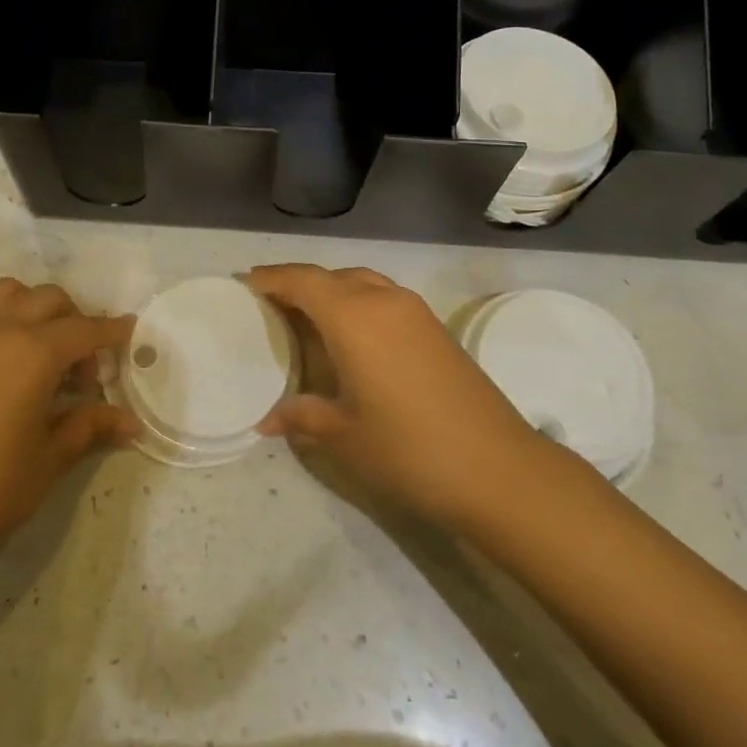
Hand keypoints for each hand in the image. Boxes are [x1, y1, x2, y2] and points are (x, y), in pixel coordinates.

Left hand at [0, 279, 135, 579]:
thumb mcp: (50, 458)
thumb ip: (90, 426)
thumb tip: (131, 422)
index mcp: (32, 351)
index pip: (85, 329)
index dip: (112, 332)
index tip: (131, 334)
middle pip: (50, 300)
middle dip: (77, 323)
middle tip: (85, 373)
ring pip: (11, 295)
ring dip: (38, 311)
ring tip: (46, 356)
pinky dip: (6, 321)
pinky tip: (10, 368)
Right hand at [250, 264, 543, 532]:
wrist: (498, 469)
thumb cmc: (409, 449)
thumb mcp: (344, 436)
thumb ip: (303, 417)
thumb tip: (268, 420)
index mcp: (355, 318)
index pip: (304, 281)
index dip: (273, 278)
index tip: (247, 282)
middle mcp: (384, 302)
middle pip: (332, 276)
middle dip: (300, 283)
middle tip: (272, 301)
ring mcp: (416, 313)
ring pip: (363, 283)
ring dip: (332, 290)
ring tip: (308, 315)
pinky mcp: (437, 329)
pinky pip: (384, 299)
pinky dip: (358, 303)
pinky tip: (352, 336)